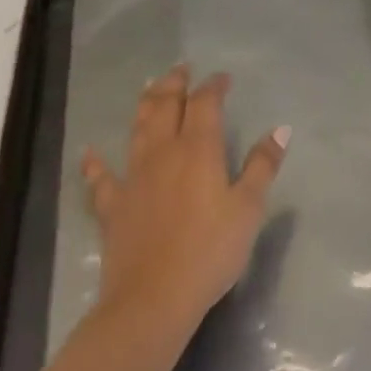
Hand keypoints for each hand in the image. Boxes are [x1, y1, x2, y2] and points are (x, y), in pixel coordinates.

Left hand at [80, 65, 288, 332]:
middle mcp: (163, 151)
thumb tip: (281, 129)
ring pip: (138, 128)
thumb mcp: (248, 210)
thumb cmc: (209, 253)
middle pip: (166, 104)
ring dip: (145, 104)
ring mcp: (134, 176)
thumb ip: (262, 166)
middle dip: (175, 83)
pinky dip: (96, 163)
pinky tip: (89, 152)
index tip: (223, 79)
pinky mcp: (113, 206)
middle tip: (183, 69)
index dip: (214, 86)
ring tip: (150, 87)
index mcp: (198, 148)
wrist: (151, 301)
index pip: (205, 102)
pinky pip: (101, 178)